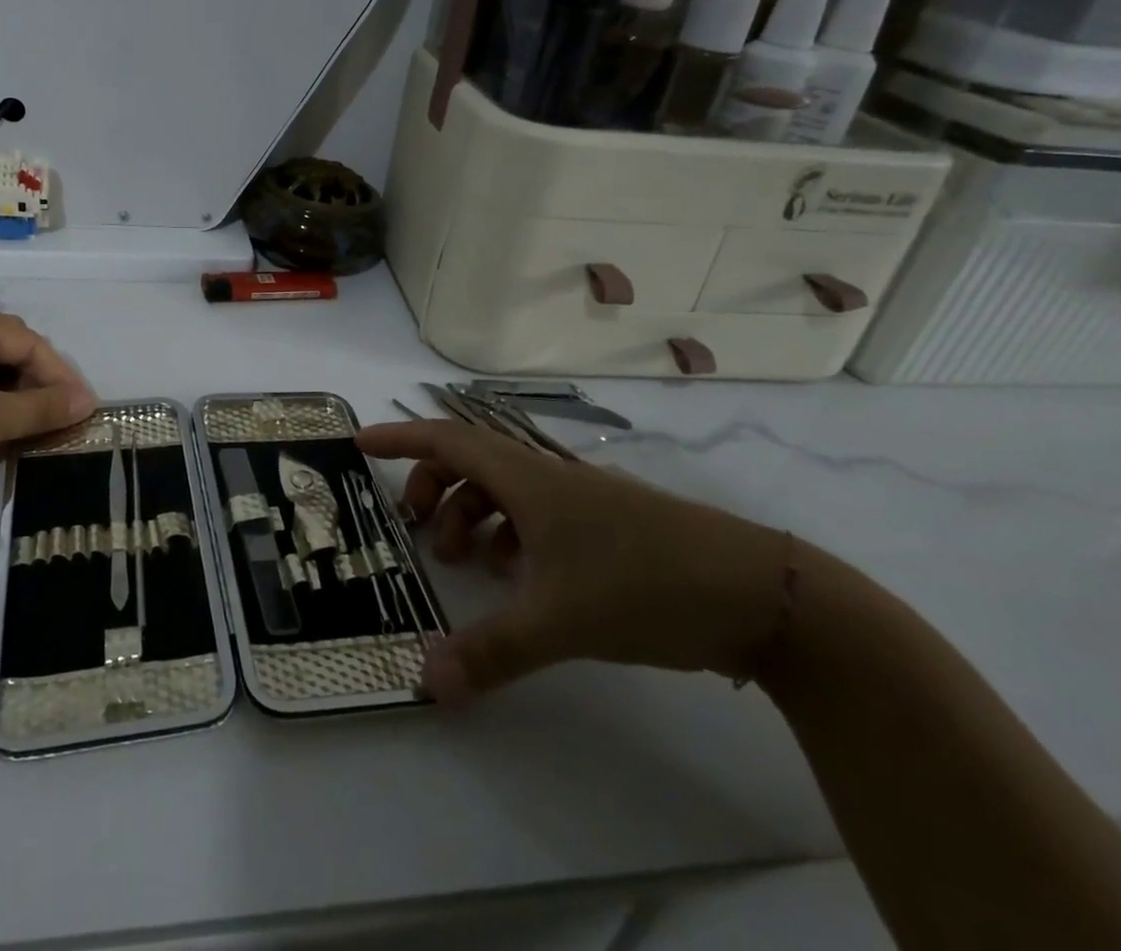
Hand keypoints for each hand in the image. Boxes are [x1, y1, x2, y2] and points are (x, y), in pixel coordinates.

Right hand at [357, 421, 792, 703]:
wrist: (760, 594)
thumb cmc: (645, 584)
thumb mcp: (560, 621)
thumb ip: (489, 652)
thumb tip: (425, 683)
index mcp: (527, 478)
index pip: (447, 439)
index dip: (400, 437)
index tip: (360, 442)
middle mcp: (548, 477)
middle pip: (470, 462)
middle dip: (433, 488)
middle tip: (417, 528)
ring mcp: (580, 500)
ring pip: (504, 490)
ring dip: (472, 516)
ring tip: (465, 562)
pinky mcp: (606, 526)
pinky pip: (537, 515)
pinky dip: (511, 536)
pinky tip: (518, 578)